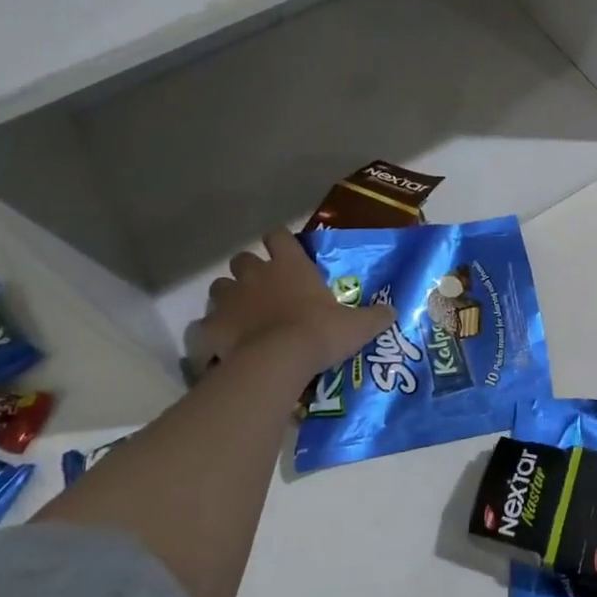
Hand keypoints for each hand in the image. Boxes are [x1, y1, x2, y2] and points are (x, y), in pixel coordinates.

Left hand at [186, 230, 396, 375]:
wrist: (278, 361)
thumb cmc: (319, 333)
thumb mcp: (357, 326)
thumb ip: (375, 316)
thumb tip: (393, 311)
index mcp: (290, 266)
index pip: (279, 236)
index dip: (280, 241)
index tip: (285, 252)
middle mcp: (256, 274)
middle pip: (242, 259)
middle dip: (249, 271)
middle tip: (262, 290)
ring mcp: (229, 299)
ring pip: (219, 287)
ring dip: (228, 298)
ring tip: (241, 317)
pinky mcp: (210, 326)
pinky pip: (202, 326)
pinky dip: (208, 334)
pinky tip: (218, 347)